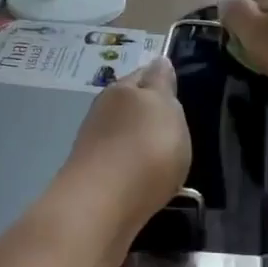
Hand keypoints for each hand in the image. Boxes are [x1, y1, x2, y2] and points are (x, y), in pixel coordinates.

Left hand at [62, 59, 191, 230]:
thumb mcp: (165, 107)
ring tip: (162, 157)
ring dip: (138, 142)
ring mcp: (94, 145)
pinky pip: (119, 164)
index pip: (144, 74)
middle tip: (173, 126)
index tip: (175, 90)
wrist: (102, 206)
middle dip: (148, 113)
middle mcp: (103, 111)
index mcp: (122, 89)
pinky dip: (132, 168)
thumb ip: (163, 84)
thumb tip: (158, 60)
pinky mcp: (92, 178)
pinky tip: (144, 180)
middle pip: (129, 105)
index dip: (160, 79)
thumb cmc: (144, 148)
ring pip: (122, 135)